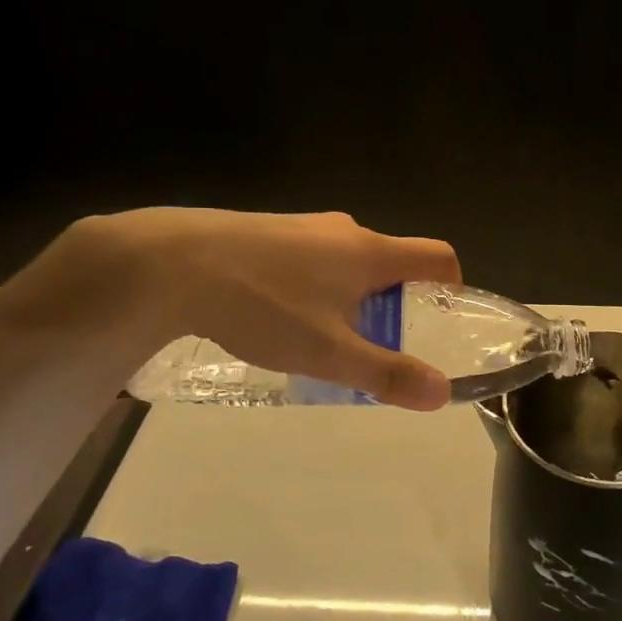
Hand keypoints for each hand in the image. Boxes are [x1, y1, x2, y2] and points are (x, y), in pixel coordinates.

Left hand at [70, 208, 461, 409]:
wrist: (171, 263)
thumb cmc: (263, 305)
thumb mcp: (329, 352)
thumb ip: (387, 374)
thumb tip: (441, 393)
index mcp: (371, 252)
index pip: (437, 256)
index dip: (451, 286)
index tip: (438, 320)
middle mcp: (345, 230)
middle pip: (391, 262)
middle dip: (393, 303)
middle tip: (370, 345)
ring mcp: (303, 227)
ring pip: (348, 262)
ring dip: (350, 297)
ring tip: (318, 338)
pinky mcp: (267, 231)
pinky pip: (311, 259)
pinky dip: (314, 287)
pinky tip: (276, 316)